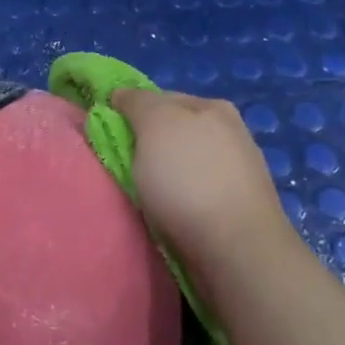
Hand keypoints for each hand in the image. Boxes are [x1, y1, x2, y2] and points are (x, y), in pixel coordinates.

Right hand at [111, 88, 296, 309]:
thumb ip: (137, 102)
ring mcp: (237, 172)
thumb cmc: (190, 179)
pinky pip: (194, 193)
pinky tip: (168, 215)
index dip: (130, 113)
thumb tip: (122, 94)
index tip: (108, 136)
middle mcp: (230, 133)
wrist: (237, 250)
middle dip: (146, 148)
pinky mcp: (236, 208)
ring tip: (142, 197)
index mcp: (213, 106)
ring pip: (182, 165)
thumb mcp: (156, 124)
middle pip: (171, 132)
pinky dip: (178, 201)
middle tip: (121, 169)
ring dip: (161, 177)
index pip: (159, 98)